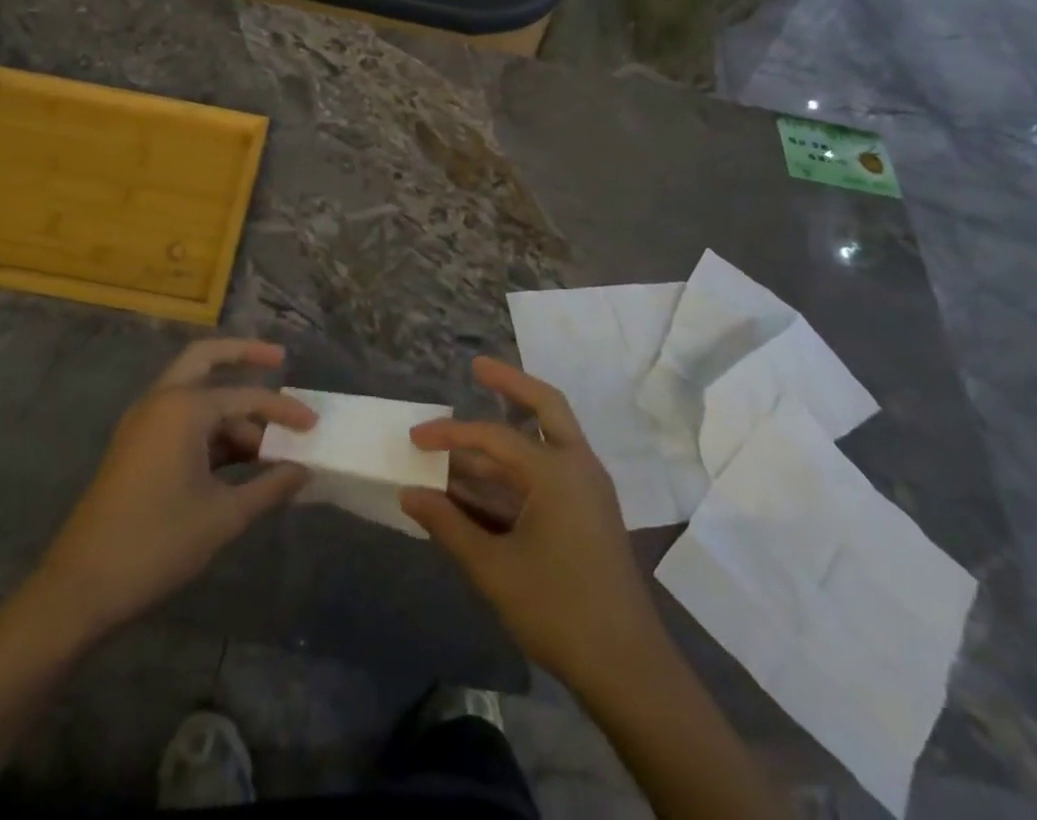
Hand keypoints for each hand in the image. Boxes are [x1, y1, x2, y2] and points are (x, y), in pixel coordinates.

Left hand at [33, 339, 314, 638]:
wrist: (80, 587)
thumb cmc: (157, 543)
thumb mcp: (223, 516)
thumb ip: (269, 487)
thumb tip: (304, 471)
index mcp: (183, 407)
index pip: (247, 397)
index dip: (285, 412)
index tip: (314, 426)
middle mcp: (161, 400)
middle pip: (206, 358)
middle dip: (244, 354)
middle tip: (279, 358)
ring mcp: (143, 422)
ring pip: (193, 392)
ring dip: (230, 404)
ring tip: (268, 437)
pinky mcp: (135, 445)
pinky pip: (180, 417)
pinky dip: (209, 425)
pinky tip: (237, 455)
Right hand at [402, 357, 662, 682]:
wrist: (628, 669)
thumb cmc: (559, 610)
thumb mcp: (494, 568)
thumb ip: (449, 526)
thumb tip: (409, 494)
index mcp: (556, 472)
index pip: (494, 437)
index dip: (450, 434)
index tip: (415, 438)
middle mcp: (577, 467)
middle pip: (545, 404)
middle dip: (510, 383)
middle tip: (477, 368)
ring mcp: (588, 489)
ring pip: (548, 437)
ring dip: (508, 433)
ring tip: (464, 438)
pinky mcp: (590, 512)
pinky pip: (551, 469)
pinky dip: (520, 466)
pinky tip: (487, 481)